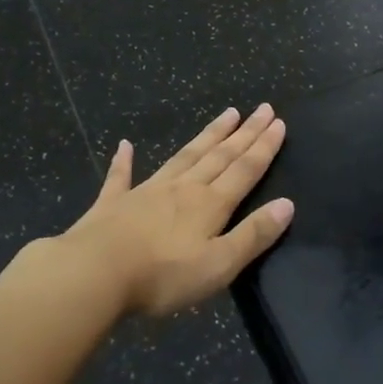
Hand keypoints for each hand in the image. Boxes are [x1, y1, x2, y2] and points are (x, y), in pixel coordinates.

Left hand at [61, 104, 293, 316]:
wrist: (95, 273)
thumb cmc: (163, 275)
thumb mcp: (219, 264)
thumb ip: (253, 235)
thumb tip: (287, 204)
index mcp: (210, 204)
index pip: (245, 170)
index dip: (264, 147)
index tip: (278, 122)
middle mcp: (182, 189)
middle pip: (219, 156)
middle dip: (244, 133)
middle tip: (262, 108)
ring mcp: (146, 192)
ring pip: (184, 157)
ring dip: (207, 136)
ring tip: (226, 114)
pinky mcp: (113, 203)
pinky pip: (121, 176)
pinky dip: (124, 160)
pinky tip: (125, 145)